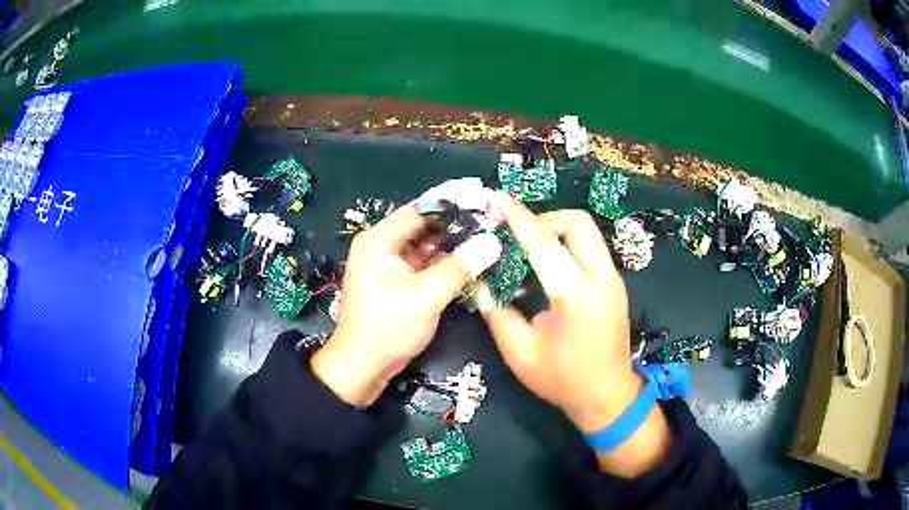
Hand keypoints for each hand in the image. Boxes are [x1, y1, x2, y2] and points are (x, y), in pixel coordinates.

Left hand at [312, 204, 500, 407]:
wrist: (362, 366)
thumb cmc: (389, 327)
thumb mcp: (426, 296)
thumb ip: (460, 267)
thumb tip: (493, 242)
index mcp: (379, 240)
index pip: (420, 210)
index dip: (452, 204)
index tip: (484, 201)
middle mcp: (381, 246)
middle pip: (423, 227)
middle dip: (456, 226)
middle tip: (491, 222)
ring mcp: (388, 265)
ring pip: (425, 246)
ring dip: (452, 245)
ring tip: (487, 239)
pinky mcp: (396, 282)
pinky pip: (423, 264)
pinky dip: (444, 263)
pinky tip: (470, 262)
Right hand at [481, 197, 670, 477]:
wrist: (608, 396)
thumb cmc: (561, 380)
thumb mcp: (519, 352)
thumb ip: (496, 311)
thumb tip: (478, 279)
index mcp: (575, 297)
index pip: (543, 244)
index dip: (518, 218)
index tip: (497, 199)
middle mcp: (601, 279)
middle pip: (577, 222)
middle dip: (545, 219)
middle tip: (519, 237)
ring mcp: (613, 279)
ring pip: (587, 232)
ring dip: (557, 231)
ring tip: (531, 250)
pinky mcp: (615, 284)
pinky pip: (591, 248)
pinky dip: (568, 245)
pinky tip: (549, 268)